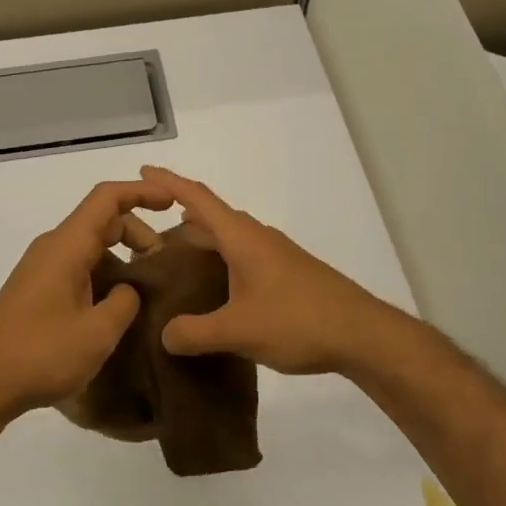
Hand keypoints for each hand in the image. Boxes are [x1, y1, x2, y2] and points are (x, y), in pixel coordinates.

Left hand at [0, 178, 174, 417]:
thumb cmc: (41, 354)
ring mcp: (40, 268)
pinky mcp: (35, 289)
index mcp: (67, 246)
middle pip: (100, 220)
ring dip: (120, 255)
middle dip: (137, 232)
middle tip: (161, 264)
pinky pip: (76, 265)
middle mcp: (52, 247)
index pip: (107, 198)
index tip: (172, 203)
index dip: (141, 193)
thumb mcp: (97, 332)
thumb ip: (124, 302)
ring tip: (144, 288)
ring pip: (88, 244)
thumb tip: (127, 289)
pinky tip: (115, 305)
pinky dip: (102, 272)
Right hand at [139, 165, 414, 375]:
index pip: (198, 198)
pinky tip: (218, 288)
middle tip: (150, 233)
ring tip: (177, 260)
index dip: (169, 182)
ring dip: (204, 240)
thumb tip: (165, 335)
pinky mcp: (289, 274)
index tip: (142, 170)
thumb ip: (195, 332)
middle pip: (214, 216)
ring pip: (231, 238)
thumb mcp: (239, 330)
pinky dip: (223, 260)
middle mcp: (258, 238)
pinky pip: (244, 256)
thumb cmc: (298, 321)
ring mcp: (277, 255)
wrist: (362, 334)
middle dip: (182, 216)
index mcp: (242, 238)